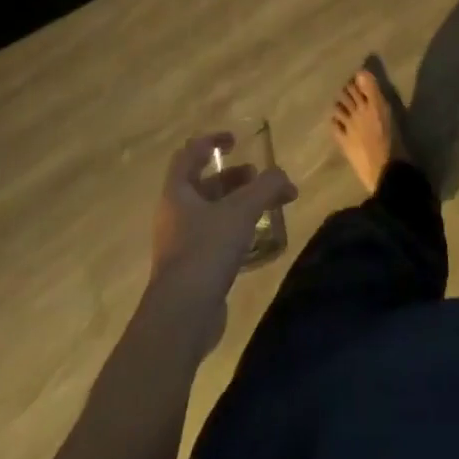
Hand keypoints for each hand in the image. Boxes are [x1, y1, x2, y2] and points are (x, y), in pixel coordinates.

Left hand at [149, 133, 295, 316]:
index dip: (212, 141)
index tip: (236, 141)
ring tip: (264, 209)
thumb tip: (283, 178)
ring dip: (235, 205)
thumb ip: (266, 187)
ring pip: (209, 213)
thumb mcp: (242, 211)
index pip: (190, 154)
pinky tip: (255, 241)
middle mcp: (174, 215)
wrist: (181, 317)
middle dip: (232, 178)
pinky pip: (212, 240)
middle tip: (258, 180)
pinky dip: (233, 232)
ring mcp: (180, 245)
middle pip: (203, 185)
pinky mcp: (190, 271)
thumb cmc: (206, 250)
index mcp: (177, 192)